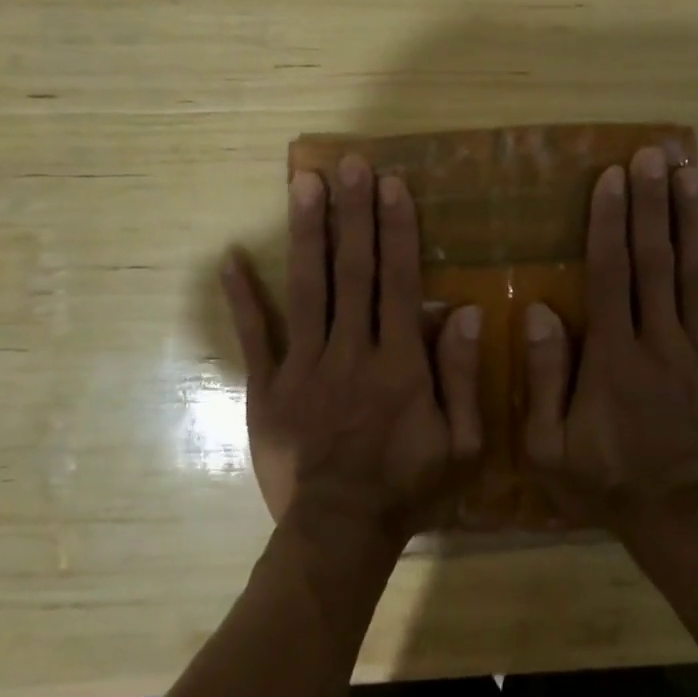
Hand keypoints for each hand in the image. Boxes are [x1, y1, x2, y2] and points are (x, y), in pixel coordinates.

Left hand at [222, 155, 483, 546]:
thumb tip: (466, 312)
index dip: (397, 230)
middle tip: (348, 163)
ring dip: (307, 233)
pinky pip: (254, 337)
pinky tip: (231, 258)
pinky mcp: (266, 388)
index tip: (391, 184)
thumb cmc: (409, 486)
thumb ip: (464, 376)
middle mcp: (350, 352)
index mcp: (399, 363)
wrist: (340, 533)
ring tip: (303, 183)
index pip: (399, 282)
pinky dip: (242, 297)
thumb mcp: (462, 443)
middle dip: (353, 213)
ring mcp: (303, 367)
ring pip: (307, 289)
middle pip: (353, 271)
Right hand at [523, 147, 697, 532]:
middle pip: (656, 262)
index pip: (610, 273)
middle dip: (653, 204)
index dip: (609, 221)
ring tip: (692, 177)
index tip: (612, 177)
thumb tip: (538, 310)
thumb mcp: (548, 444)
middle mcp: (662, 343)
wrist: (679, 521)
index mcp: (614, 355)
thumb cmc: (604, 480)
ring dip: (695, 224)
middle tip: (654, 155)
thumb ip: (543, 376)